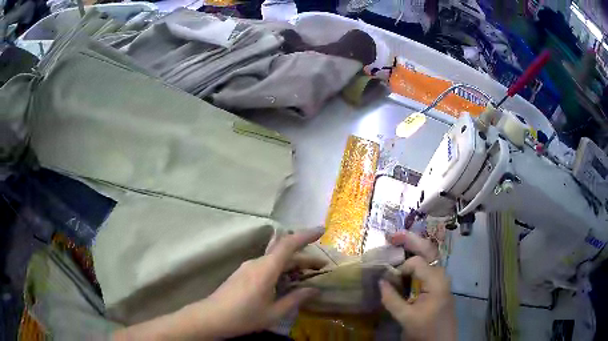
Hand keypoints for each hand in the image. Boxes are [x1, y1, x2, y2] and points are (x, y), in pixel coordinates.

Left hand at [193, 226, 326, 337]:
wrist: (211, 317)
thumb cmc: (243, 317)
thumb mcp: (274, 312)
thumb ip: (295, 299)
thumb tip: (314, 290)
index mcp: (265, 270)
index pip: (288, 244)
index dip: (305, 235)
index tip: (322, 230)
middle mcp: (257, 263)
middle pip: (284, 253)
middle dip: (304, 258)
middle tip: (322, 267)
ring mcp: (248, 267)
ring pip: (275, 260)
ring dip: (292, 264)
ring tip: (307, 275)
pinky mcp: (243, 273)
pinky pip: (267, 266)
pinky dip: (281, 269)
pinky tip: (286, 282)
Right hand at [379, 231, 456, 340]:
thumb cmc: (426, 330)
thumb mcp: (406, 317)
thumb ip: (392, 299)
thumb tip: (380, 281)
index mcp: (436, 281)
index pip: (416, 262)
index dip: (401, 267)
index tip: (391, 280)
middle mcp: (441, 275)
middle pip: (428, 250)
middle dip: (411, 240)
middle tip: (393, 234)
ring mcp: (441, 279)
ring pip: (429, 257)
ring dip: (414, 248)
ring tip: (399, 242)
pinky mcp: (438, 285)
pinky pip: (428, 267)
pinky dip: (416, 261)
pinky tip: (407, 262)